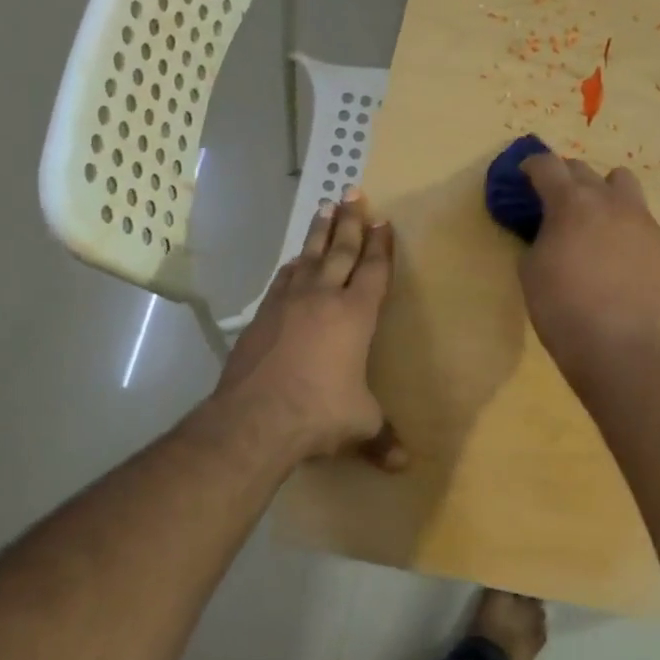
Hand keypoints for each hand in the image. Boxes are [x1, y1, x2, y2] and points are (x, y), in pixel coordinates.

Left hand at [215, 193, 405, 469]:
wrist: (255, 418)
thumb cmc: (320, 413)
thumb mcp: (360, 425)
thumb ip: (382, 438)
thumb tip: (403, 465)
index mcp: (355, 315)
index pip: (373, 271)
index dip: (381, 246)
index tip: (383, 222)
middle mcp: (322, 298)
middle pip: (340, 250)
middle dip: (351, 222)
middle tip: (354, 193)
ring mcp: (288, 303)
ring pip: (308, 257)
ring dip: (319, 233)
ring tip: (325, 209)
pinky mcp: (262, 316)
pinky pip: (282, 280)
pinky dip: (292, 266)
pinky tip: (293, 261)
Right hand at [519, 156, 659, 383]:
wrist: (615, 343)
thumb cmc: (560, 307)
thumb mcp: (530, 268)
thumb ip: (539, 235)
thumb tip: (549, 229)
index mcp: (570, 202)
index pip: (547, 165)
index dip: (532, 166)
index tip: (525, 176)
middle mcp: (608, 199)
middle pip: (583, 169)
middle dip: (564, 178)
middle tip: (554, 200)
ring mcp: (639, 218)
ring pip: (621, 181)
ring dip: (602, 189)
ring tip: (594, 215)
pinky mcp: (659, 241)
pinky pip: (639, 215)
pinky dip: (623, 221)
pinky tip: (616, 249)